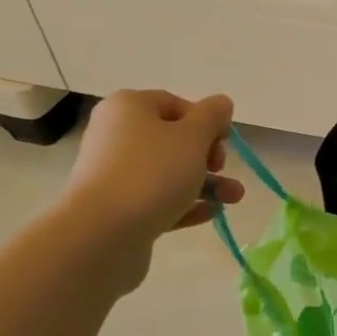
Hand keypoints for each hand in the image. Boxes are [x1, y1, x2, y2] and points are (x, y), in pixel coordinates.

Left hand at [60, 90, 245, 243]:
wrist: (102, 233)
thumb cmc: (152, 173)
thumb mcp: (193, 137)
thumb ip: (212, 116)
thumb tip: (221, 103)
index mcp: (129, 107)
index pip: (175, 105)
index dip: (206, 121)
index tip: (225, 142)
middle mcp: (117, 135)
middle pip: (172, 140)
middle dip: (208, 157)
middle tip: (221, 169)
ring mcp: (115, 174)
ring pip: (168, 173)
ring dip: (205, 183)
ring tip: (234, 198)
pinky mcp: (118, 208)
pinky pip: (158, 199)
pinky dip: (185, 204)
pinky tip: (211, 213)